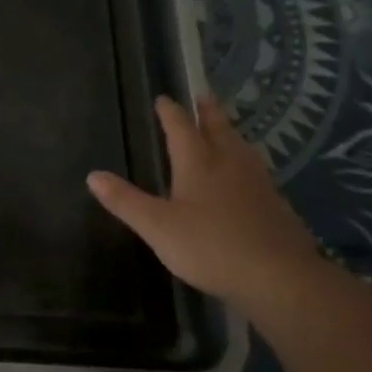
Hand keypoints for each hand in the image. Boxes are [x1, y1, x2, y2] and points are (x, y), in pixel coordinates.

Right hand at [87, 95, 322, 307]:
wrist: (278, 276)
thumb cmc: (210, 247)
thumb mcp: (157, 227)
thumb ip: (125, 201)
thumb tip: (93, 175)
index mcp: (198, 163)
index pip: (180, 127)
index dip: (170, 112)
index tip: (164, 99)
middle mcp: (229, 163)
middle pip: (218, 128)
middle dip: (207, 112)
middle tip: (203, 96)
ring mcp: (257, 182)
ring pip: (241, 147)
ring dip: (230, 132)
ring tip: (225, 129)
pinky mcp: (276, 203)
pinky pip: (256, 170)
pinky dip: (246, 160)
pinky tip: (248, 175)